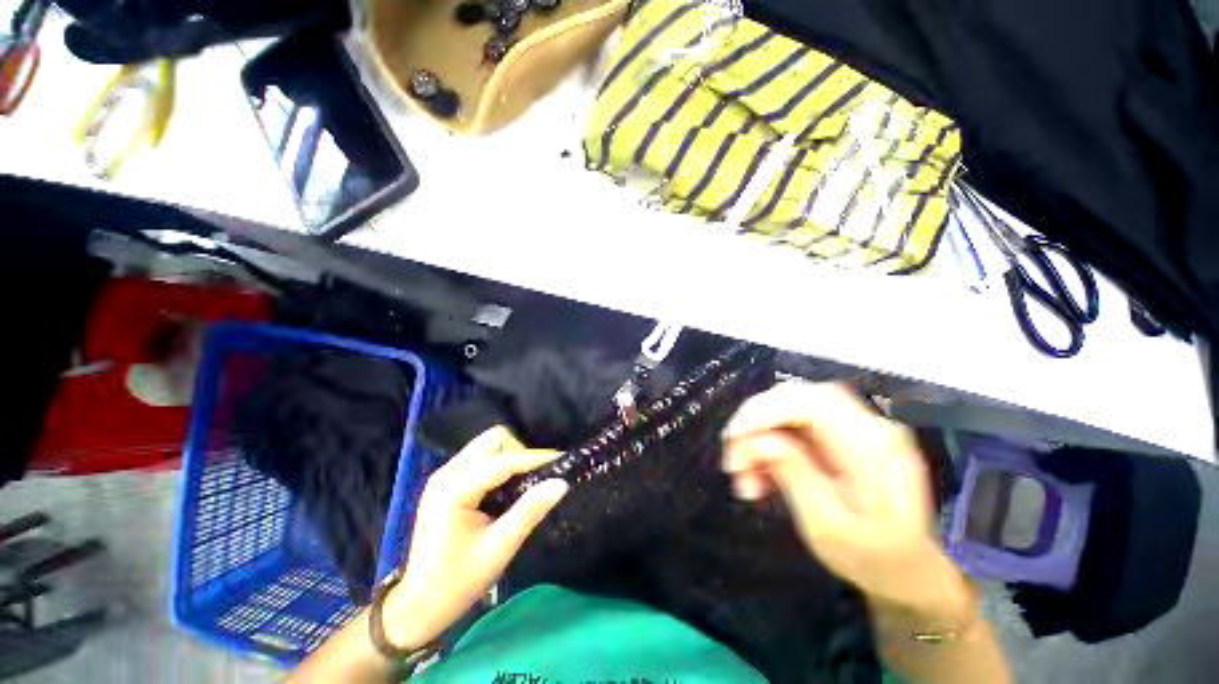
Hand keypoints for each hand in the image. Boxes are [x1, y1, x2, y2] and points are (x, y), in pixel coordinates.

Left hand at [381, 426, 567, 650]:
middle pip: (493, 440)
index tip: (563, 460)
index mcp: (455, 489)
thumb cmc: (458, 581)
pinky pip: (480, 456)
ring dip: (510, 455)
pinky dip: (499, 463)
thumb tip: (561, 483)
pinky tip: (506, 485)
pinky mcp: (446, 481)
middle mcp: (448, 472)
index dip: (536, 458)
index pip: (504, 461)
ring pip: (487, 444)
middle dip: (520, 451)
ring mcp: (444, 474)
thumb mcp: (499, 548)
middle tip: (536, 476)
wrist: (417, 605)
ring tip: (524, 480)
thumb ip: (530, 511)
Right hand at [722, 382, 963, 612]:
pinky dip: (768, 445)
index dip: (767, 410)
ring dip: (758, 436)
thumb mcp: (828, 526)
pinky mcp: (838, 438)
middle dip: (757, 420)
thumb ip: (795, 475)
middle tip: (731, 452)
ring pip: (790, 410)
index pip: (815, 403)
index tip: (734, 435)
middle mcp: (867, 427)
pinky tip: (758, 473)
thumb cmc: (872, 559)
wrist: (906, 573)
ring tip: (742, 474)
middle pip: (799, 398)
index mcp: (875, 448)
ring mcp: (853, 429)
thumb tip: (757, 439)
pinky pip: (794, 427)